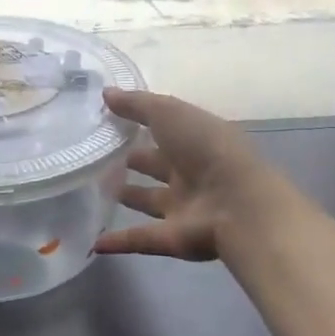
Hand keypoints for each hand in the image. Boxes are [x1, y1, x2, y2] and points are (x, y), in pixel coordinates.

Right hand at [94, 90, 272, 260]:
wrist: (239, 206)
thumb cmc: (206, 149)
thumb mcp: (170, 113)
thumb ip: (137, 104)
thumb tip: (106, 93)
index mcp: (195, 141)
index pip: (165, 130)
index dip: (140, 124)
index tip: (108, 121)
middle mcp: (191, 173)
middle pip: (158, 166)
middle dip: (135, 161)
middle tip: (99, 157)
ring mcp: (183, 208)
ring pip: (150, 201)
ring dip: (129, 197)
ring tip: (95, 191)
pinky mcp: (172, 238)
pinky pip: (140, 238)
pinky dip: (118, 241)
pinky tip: (95, 243)